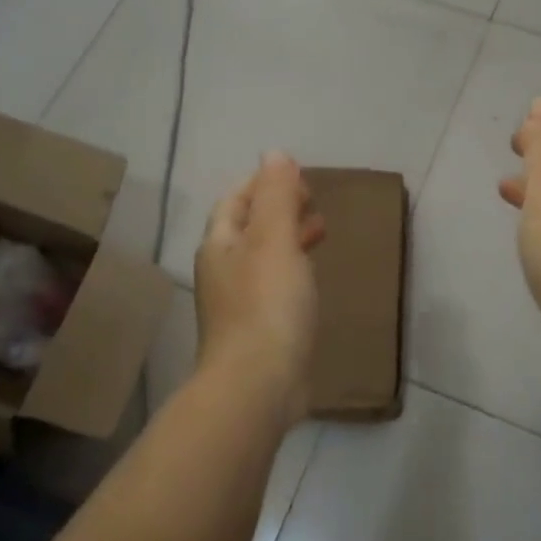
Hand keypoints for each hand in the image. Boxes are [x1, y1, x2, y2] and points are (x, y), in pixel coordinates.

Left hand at [195, 152, 326, 422]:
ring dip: (288, 239)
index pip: (236, 200)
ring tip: (320, 232)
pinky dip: (293, 271)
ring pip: (263, 258)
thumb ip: (276, 195)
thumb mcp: (275, 239)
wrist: (257, 386)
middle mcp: (223, 271)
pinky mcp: (258, 331)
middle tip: (313, 202)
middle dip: (278, 209)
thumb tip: (274, 154)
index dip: (264, 183)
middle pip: (248, 228)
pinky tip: (313, 280)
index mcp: (221, 245)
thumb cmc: (267, 304)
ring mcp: (238, 304)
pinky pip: (275, 287)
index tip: (299, 178)